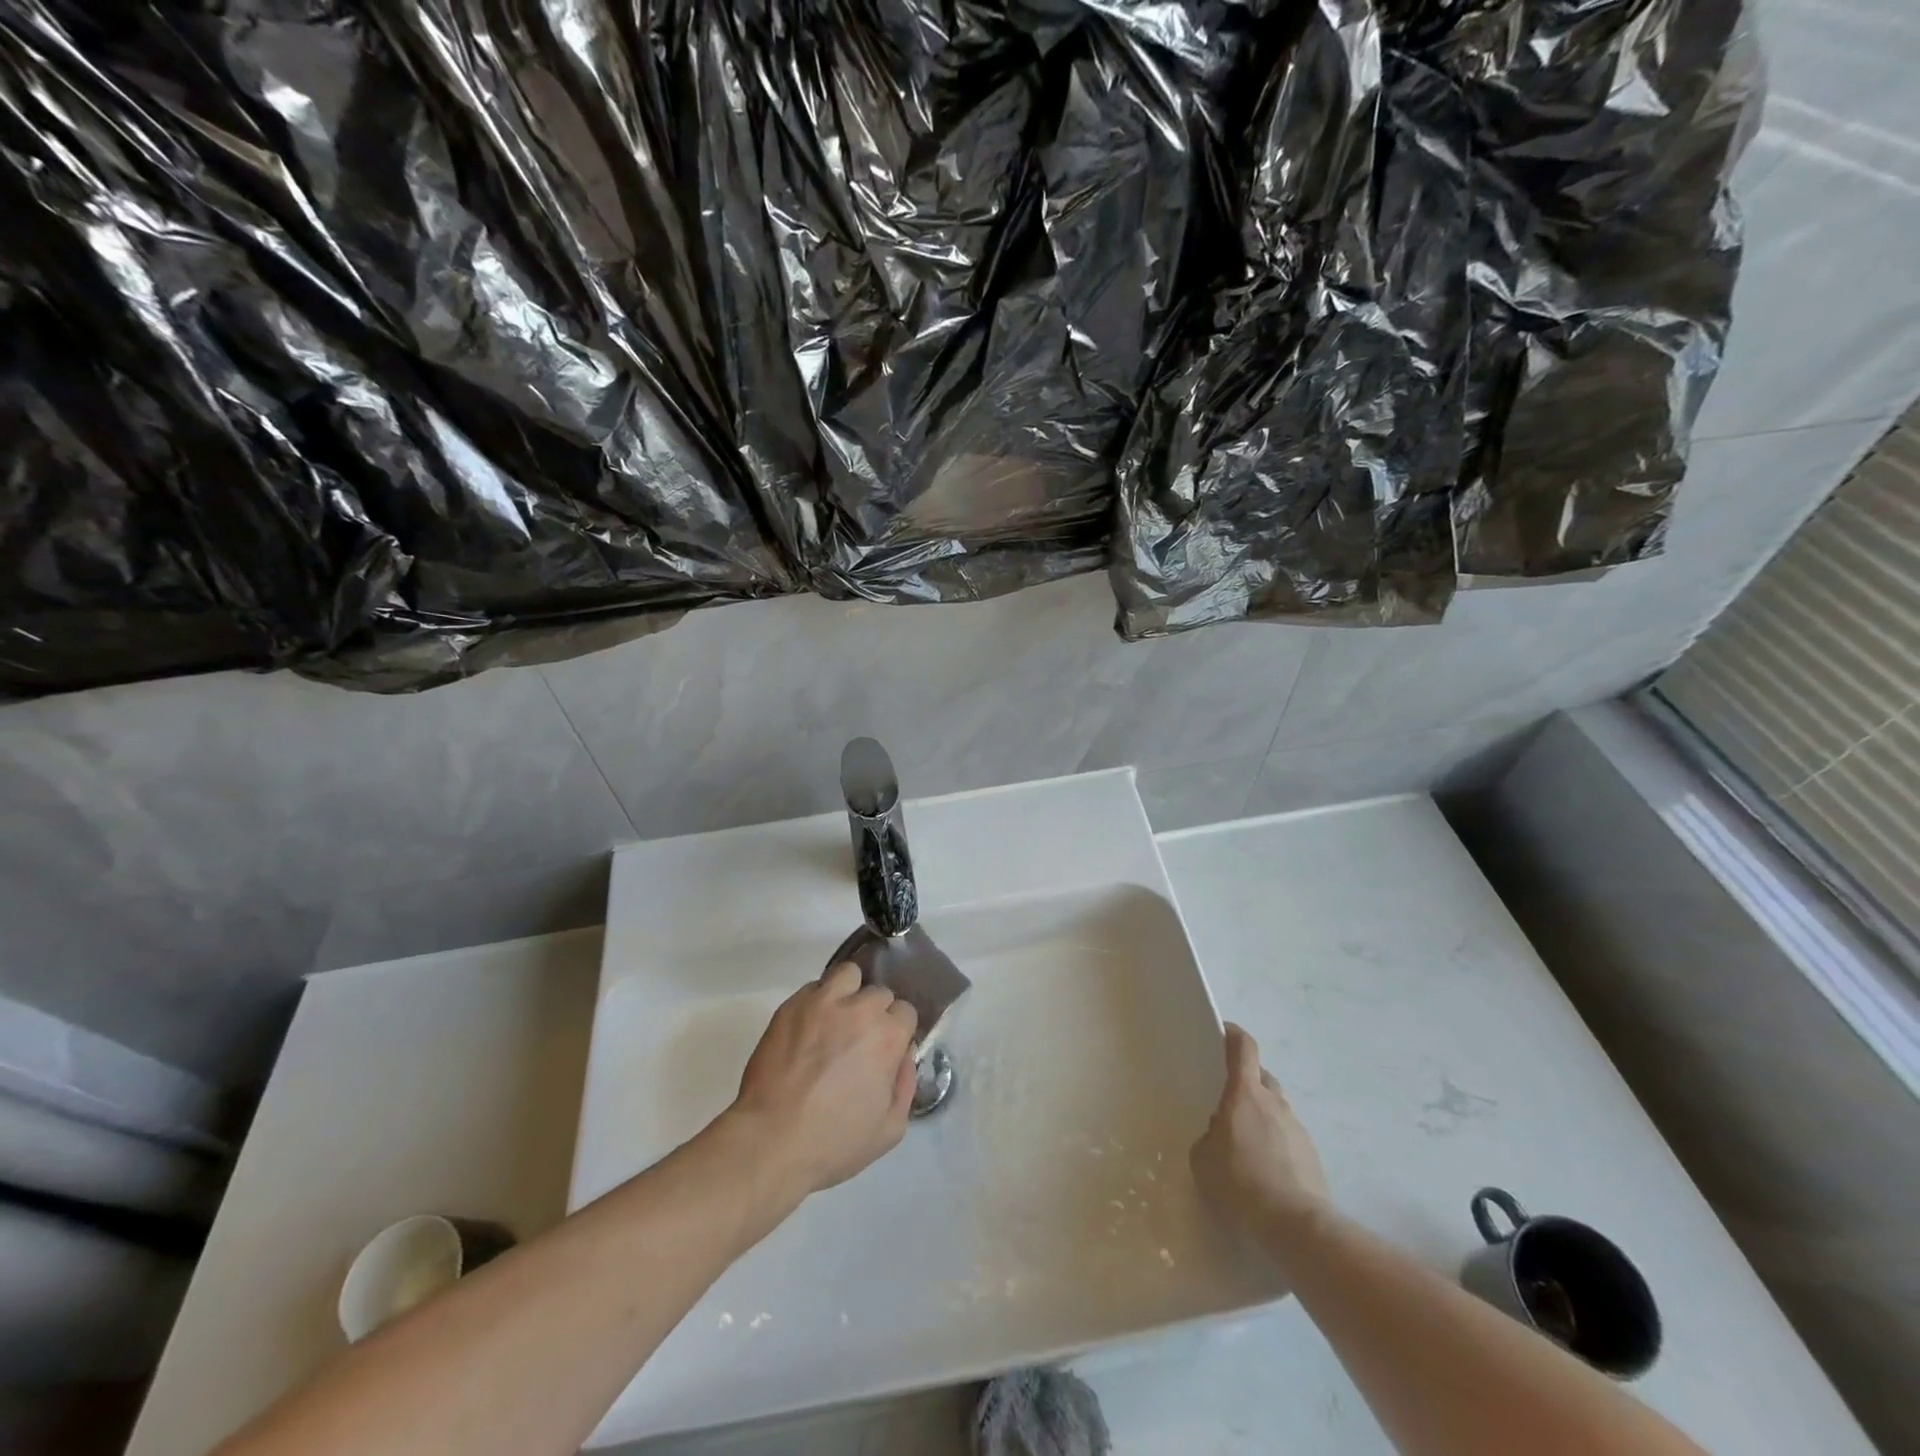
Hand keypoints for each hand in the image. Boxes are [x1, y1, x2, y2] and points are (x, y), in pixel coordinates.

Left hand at [731, 961, 918, 1195]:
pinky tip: (809, 1028)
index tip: (885, 1051)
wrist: (770, 1141)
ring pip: (848, 975)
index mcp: (888, 1037)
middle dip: (874, 1013)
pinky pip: (814, 988)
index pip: (906, 1012)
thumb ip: (905, 1085)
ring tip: (837, 1019)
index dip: (897, 1032)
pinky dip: (818, 1001)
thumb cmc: (833, 1142)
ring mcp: (822, 1002)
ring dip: (849, 993)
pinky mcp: (791, 1005)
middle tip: (859, 1040)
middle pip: (879, 993)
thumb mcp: (890, 1130)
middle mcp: (860, 1009)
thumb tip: (903, 1056)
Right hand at [1190, 1023, 1331, 1243]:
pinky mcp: (1312, 1156)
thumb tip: (1220, 1133)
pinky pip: (1288, 1137)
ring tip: (1245, 1142)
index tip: (1224, 1031)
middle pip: (1262, 1077)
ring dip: (1262, 1115)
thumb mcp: (1203, 1158)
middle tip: (1229, 1099)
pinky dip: (1275, 1142)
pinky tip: (1264, 1169)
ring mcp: (1297, 1129)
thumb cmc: (1240, 1184)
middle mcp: (1274, 1103)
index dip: (1234, 1035)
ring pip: (1276, 1108)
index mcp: (1245, 1094)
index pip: (1244, 1048)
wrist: (1294, 1227)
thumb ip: (1209, 1136)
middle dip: (1247, 1081)